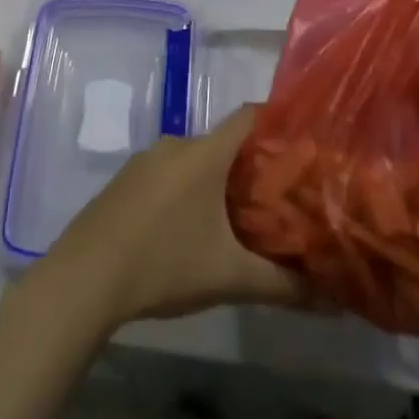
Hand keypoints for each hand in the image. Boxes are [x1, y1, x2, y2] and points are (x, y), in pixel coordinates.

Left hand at [28, 105, 308, 332]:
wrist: (84, 277)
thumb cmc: (163, 264)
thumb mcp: (229, 277)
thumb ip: (284, 286)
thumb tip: (334, 302)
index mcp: (203, 153)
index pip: (249, 117)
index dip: (279, 122)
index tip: (305, 143)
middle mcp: (175, 144)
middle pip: (224, 142)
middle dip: (252, 165)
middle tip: (280, 196)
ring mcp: (146, 160)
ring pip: (195, 160)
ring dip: (218, 181)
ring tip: (241, 216)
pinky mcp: (126, 180)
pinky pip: (169, 173)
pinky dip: (189, 190)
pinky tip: (193, 227)